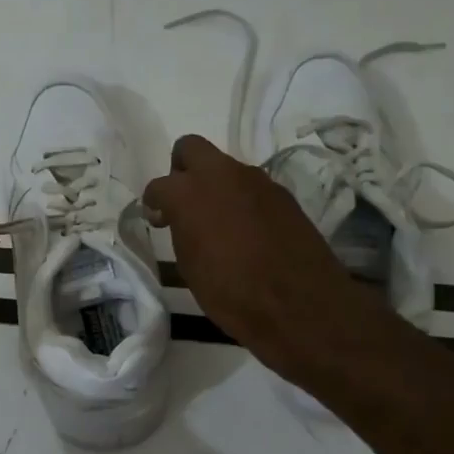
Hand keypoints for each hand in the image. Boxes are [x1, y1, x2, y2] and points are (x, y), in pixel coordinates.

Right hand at [143, 134, 369, 381]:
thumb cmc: (231, 293)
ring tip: (220, 224)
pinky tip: (248, 233)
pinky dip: (243, 202)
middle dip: (182, 169)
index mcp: (189, 193)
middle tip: (185, 203)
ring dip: (217, 187)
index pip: (159, 185)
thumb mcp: (190, 265)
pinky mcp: (283, 194)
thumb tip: (179, 219)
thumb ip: (181, 231)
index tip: (159, 220)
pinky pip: (252, 188)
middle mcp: (222, 175)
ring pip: (226, 168)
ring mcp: (257, 180)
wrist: (298, 304)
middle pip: (191, 148)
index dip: (155, 202)